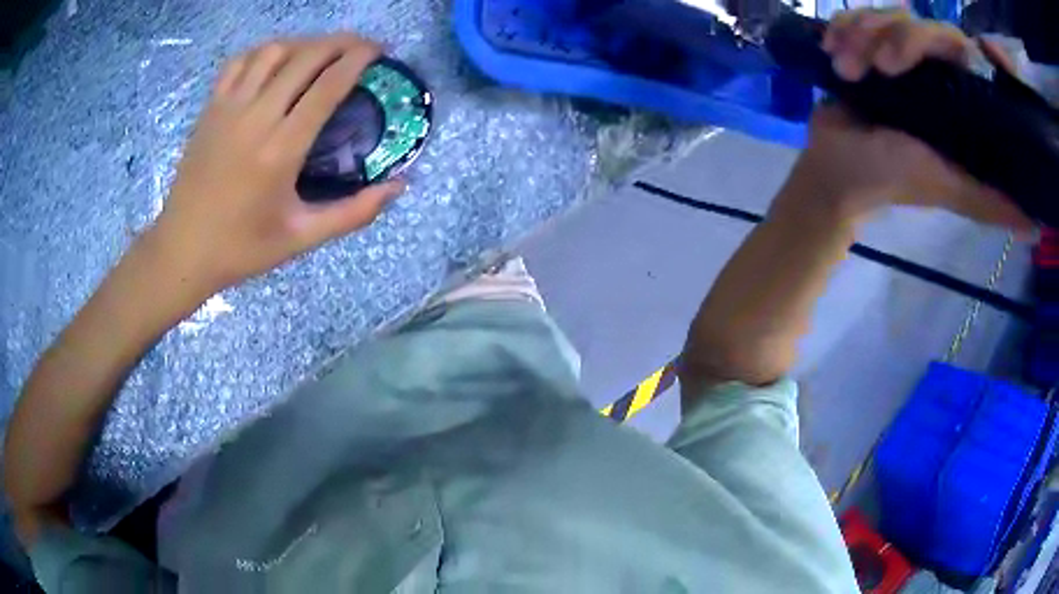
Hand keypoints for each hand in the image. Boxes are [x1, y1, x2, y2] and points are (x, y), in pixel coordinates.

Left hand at [147, 34, 404, 297]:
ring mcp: (229, 108)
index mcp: (282, 149)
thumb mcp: (301, 238)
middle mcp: (257, 117)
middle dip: (340, 42)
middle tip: (361, 45)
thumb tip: (400, 186)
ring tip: (321, 51)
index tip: (380, 51)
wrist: (182, 250)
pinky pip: (240, 62)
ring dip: (304, 43)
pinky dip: (264, 51)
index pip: (329, 85)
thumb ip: (353, 213)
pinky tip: (276, 59)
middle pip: (306, 57)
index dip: (359, 59)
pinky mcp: (210, 108)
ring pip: (273, 52)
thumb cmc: (241, 248)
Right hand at [783, 9, 1034, 233]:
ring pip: (883, 14)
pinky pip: (854, 14)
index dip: (943, 38)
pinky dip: (841, 29)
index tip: (925, 52)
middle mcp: (930, 68)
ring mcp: (894, 51)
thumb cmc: (892, 177)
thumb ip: (989, 201)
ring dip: (860, 36)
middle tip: (880, 68)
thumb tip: (1034, 228)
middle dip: (894, 38)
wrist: (835, 169)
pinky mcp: (864, 45)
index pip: (957, 45)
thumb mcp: (948, 188)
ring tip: (846, 69)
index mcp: (955, 95)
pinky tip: (833, 53)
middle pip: (918, 22)